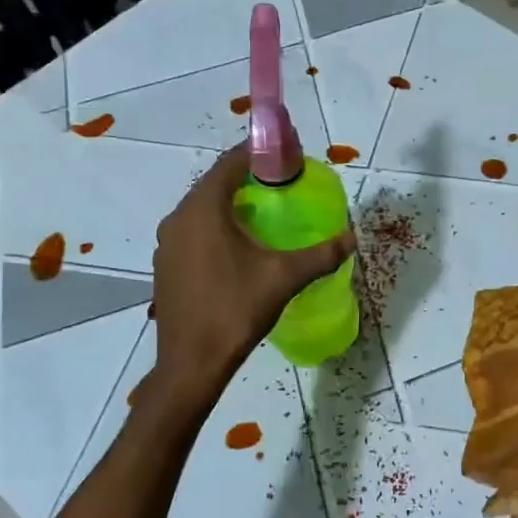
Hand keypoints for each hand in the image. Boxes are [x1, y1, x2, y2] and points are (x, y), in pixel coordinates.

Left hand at [151, 145, 354, 390]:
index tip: (285, 156)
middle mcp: (178, 218)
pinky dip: (216, 226)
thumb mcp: (284, 278)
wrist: (191, 364)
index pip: (230, 164)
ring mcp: (167, 243)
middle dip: (247, 178)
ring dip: (231, 203)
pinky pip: (193, 231)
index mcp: (203, 210)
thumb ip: (321, 254)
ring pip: (202, 209)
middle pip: (215, 183)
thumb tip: (351, 239)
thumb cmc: (235, 311)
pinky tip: (239, 247)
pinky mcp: (165, 265)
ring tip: (265, 212)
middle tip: (281, 184)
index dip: (258, 153)